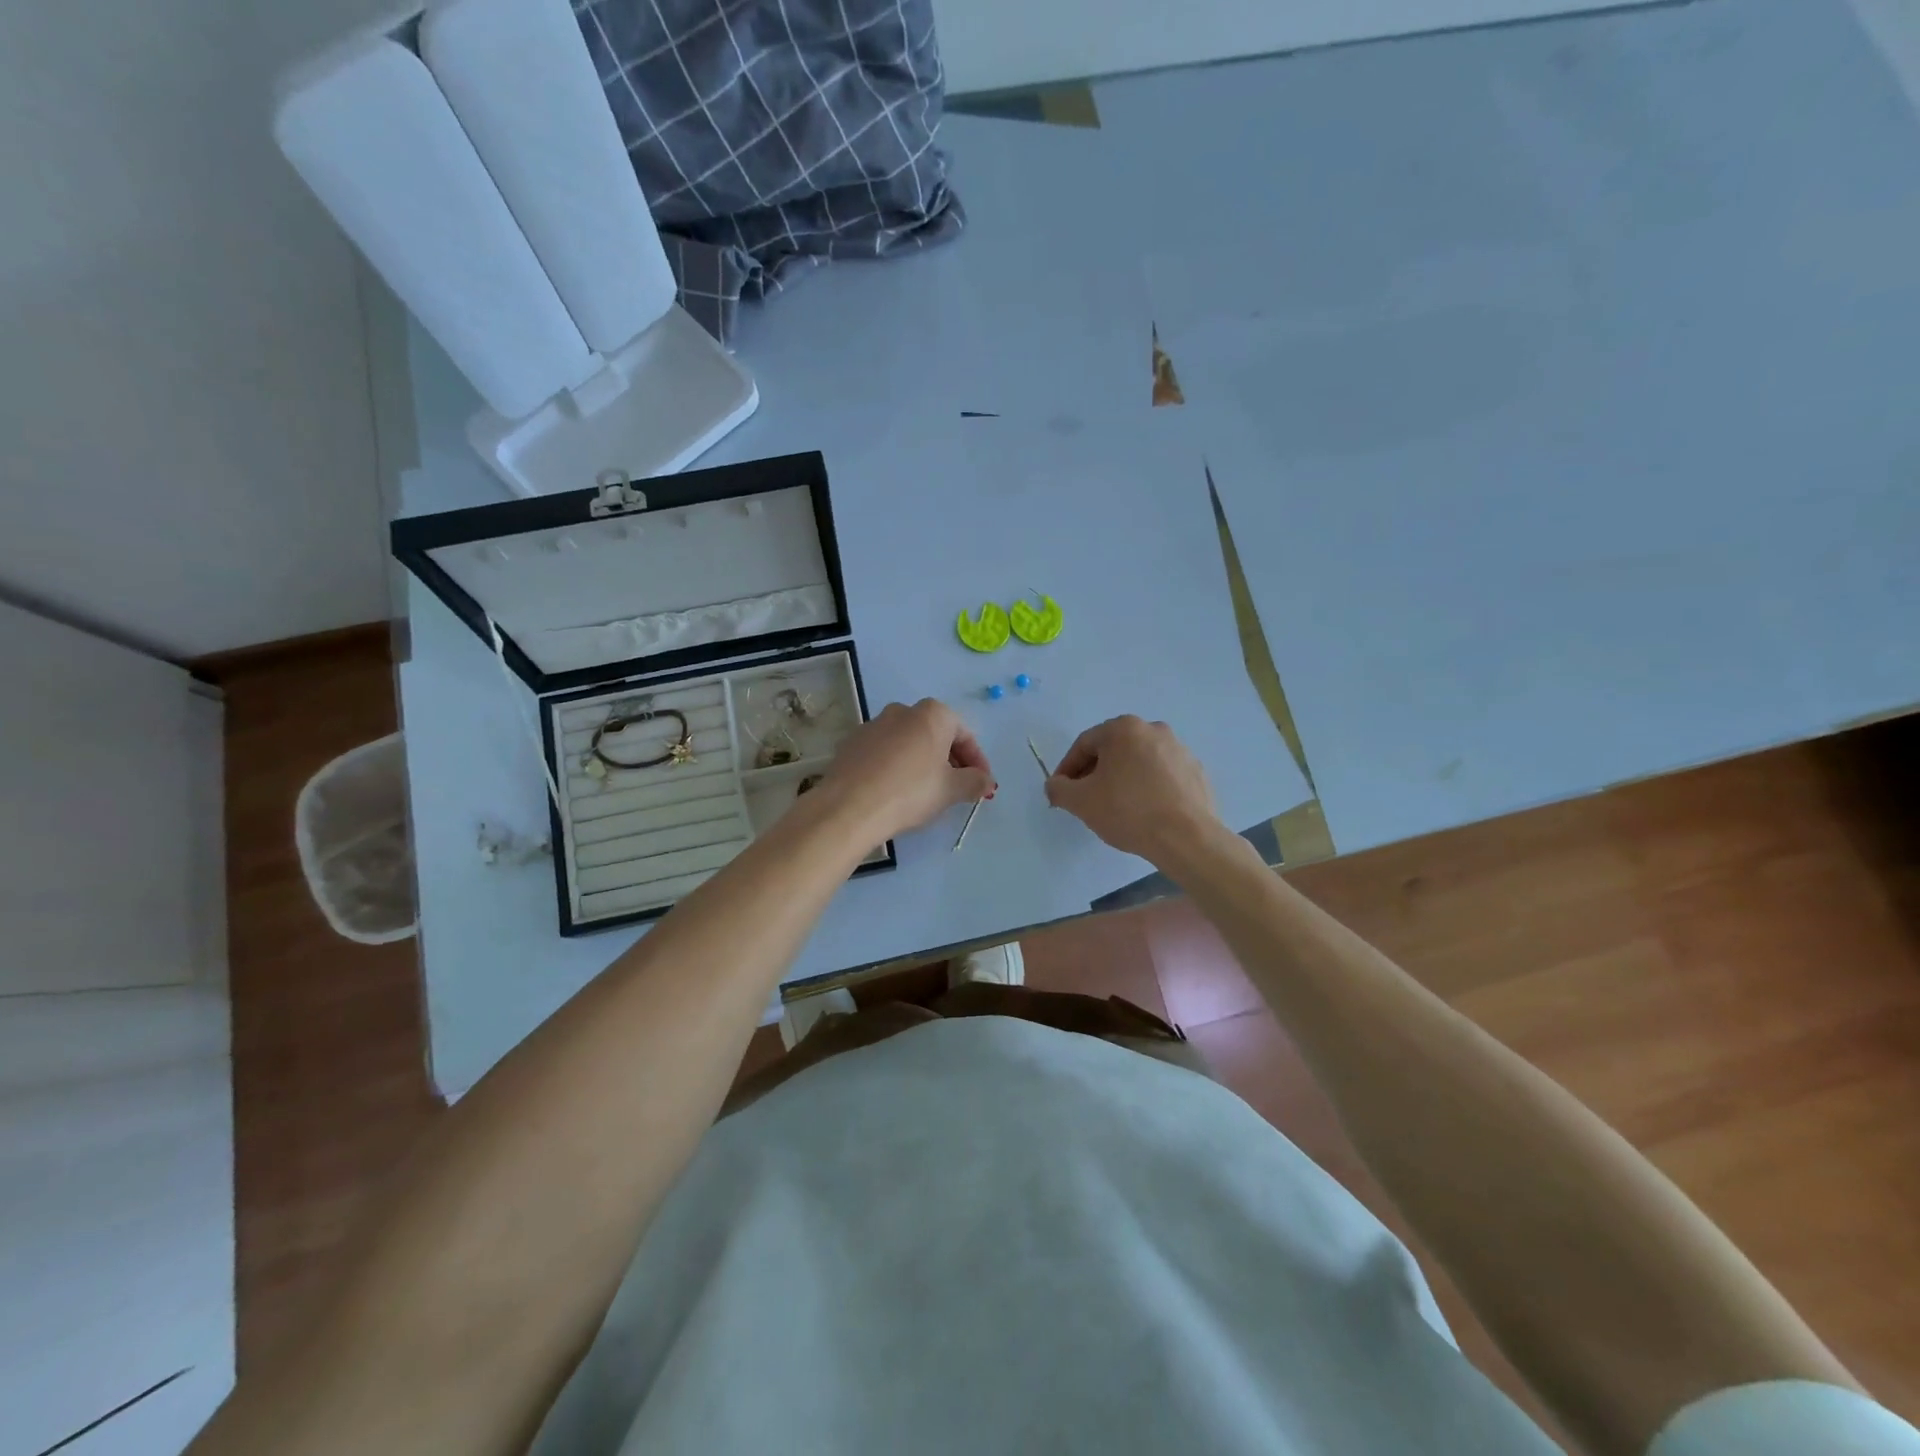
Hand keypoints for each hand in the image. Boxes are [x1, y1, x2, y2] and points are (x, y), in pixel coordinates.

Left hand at [822, 699, 994, 843]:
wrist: (849, 806)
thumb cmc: (910, 792)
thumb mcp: (951, 790)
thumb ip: (975, 781)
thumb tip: (986, 781)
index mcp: (932, 714)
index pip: (964, 734)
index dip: (977, 762)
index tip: (982, 785)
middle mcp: (902, 710)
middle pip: (936, 735)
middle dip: (950, 760)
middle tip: (957, 788)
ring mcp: (873, 724)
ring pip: (908, 742)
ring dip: (922, 762)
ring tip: (926, 792)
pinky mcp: (851, 743)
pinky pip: (884, 752)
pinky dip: (896, 766)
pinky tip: (896, 791)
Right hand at [1045, 716, 1224, 864]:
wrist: (1186, 837)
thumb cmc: (1128, 811)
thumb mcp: (1080, 801)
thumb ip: (1058, 788)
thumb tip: (1055, 784)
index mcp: (1123, 729)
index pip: (1084, 745)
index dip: (1067, 769)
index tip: (1061, 792)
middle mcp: (1153, 729)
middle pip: (1112, 750)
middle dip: (1094, 773)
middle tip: (1085, 799)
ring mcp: (1179, 749)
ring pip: (1138, 762)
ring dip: (1121, 779)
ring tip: (1115, 808)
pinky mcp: (1195, 771)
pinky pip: (1161, 775)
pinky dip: (1147, 787)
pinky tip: (1144, 812)